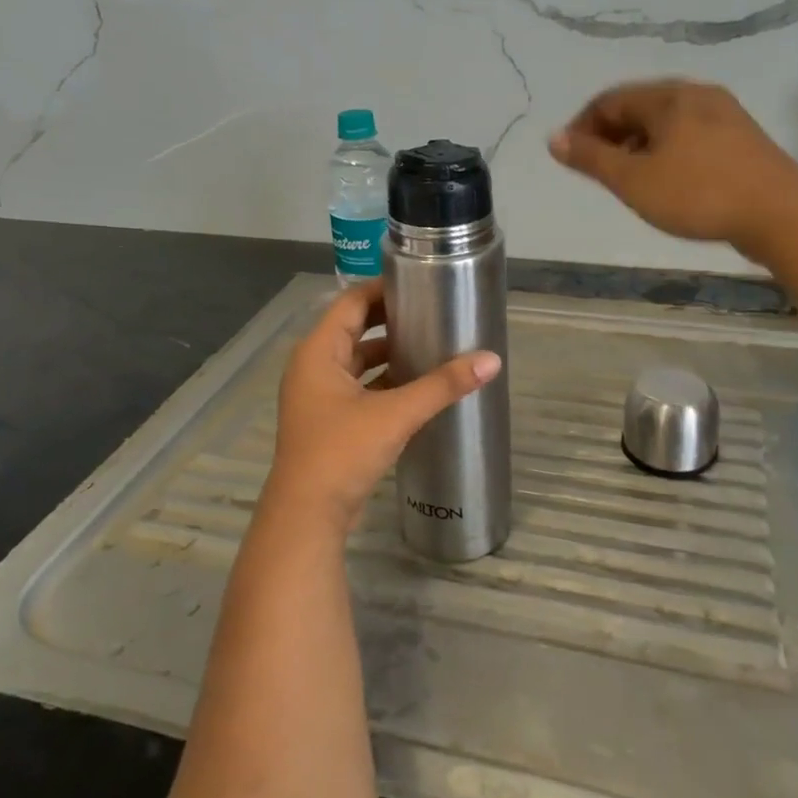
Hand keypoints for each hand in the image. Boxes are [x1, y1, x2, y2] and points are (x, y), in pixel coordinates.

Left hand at [263, 278, 501, 539]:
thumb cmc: (342, 452)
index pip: (351, 302)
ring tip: (430, 344)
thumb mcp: (395, 414)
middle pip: (353, 329)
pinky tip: (416, 386)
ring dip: (388, 353)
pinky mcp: (329, 422)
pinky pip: (358, 388)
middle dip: (390, 320)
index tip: (419, 281)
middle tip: (431, 311)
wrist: (306, 516)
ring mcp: (318, 397)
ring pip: (357, 362)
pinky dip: (383, 381)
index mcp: (318, 352)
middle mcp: (313, 367)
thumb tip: (491, 360)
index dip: (383, 289)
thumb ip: (442, 385)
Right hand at [549, 79, 797, 247]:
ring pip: (665, 122)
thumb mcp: (633, 180)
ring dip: (637, 145)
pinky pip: (689, 135)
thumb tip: (554, 138)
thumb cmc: (698, 194)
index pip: (610, 100)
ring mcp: (724, 114)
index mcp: (668, 97)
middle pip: (639, 107)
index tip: (569, 158)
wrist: (781, 214)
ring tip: (627, 179)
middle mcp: (696, 94)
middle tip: (595, 171)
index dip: (582, 126)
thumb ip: (591, 158)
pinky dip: (665, 151)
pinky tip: (665, 180)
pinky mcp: (741, 138)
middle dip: (610, 136)